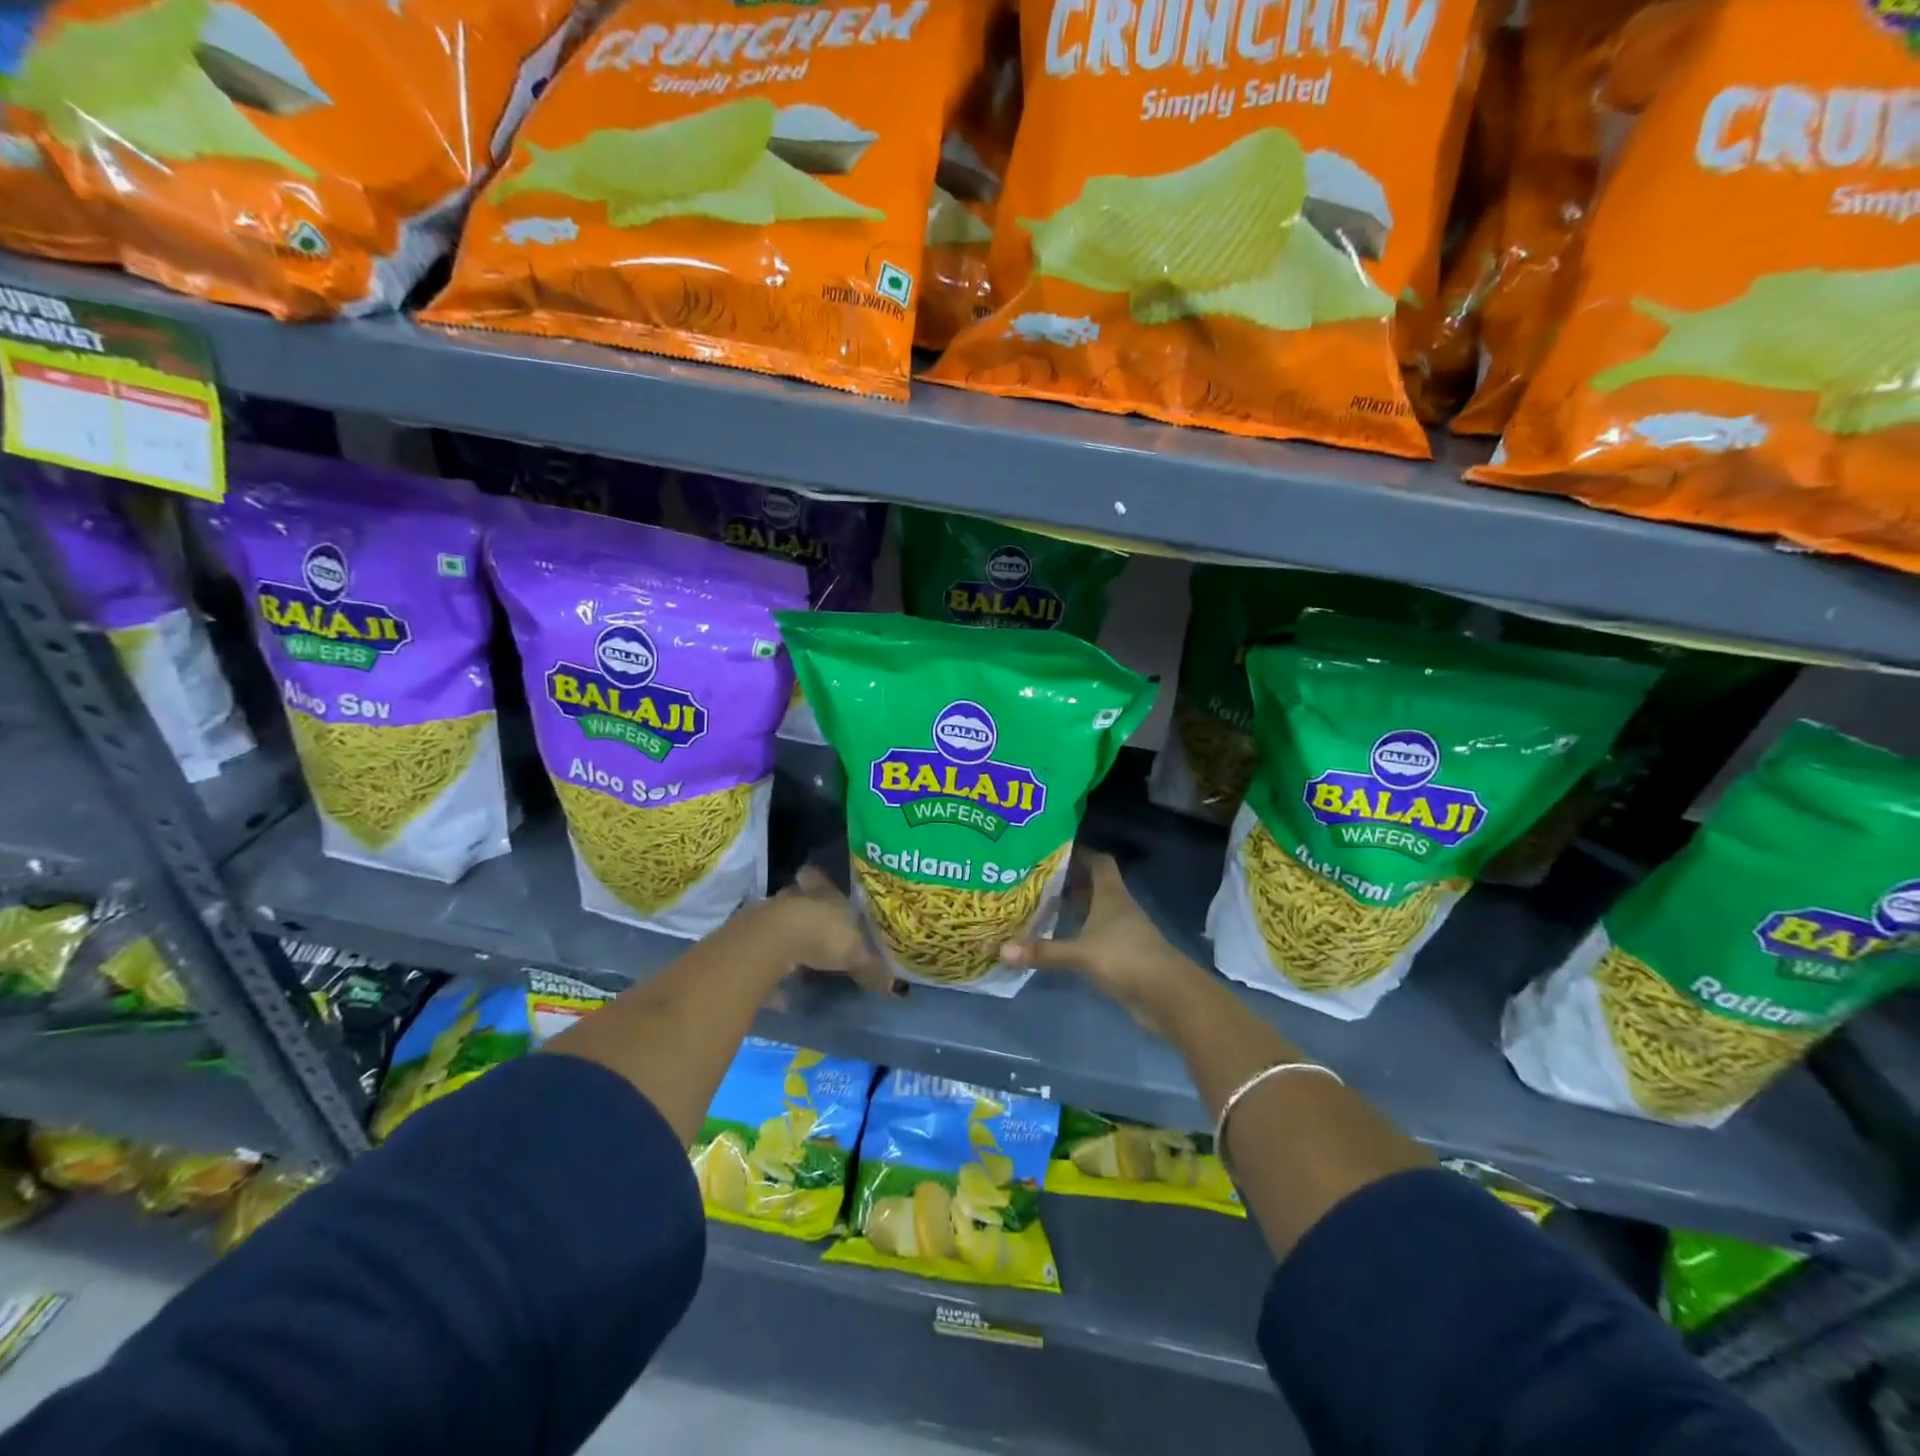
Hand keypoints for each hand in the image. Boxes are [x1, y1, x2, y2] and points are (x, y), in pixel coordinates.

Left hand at [765, 866, 894, 993]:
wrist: (773, 942)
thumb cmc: (823, 934)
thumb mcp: (856, 953)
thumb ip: (871, 967)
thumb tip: (890, 983)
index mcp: (824, 893)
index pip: (819, 878)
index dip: (818, 881)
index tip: (815, 881)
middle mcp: (796, 899)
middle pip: (798, 900)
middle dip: (805, 912)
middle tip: (815, 930)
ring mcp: (771, 917)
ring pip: (781, 924)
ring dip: (788, 939)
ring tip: (800, 961)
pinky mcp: (752, 941)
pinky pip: (766, 954)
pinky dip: (773, 969)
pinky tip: (780, 990)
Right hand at [999, 848, 1202, 1032]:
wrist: (1168, 996)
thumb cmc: (1126, 959)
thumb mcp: (1080, 954)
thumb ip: (1043, 951)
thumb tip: (1002, 950)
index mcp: (1112, 895)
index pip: (1098, 862)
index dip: (1079, 854)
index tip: (1052, 853)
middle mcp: (1119, 907)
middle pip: (1094, 885)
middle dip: (1068, 882)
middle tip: (1035, 881)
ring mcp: (1123, 932)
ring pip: (1096, 911)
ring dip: (1074, 909)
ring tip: (1041, 907)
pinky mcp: (1124, 955)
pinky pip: (1097, 935)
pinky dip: (1080, 933)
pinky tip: (1060, 939)